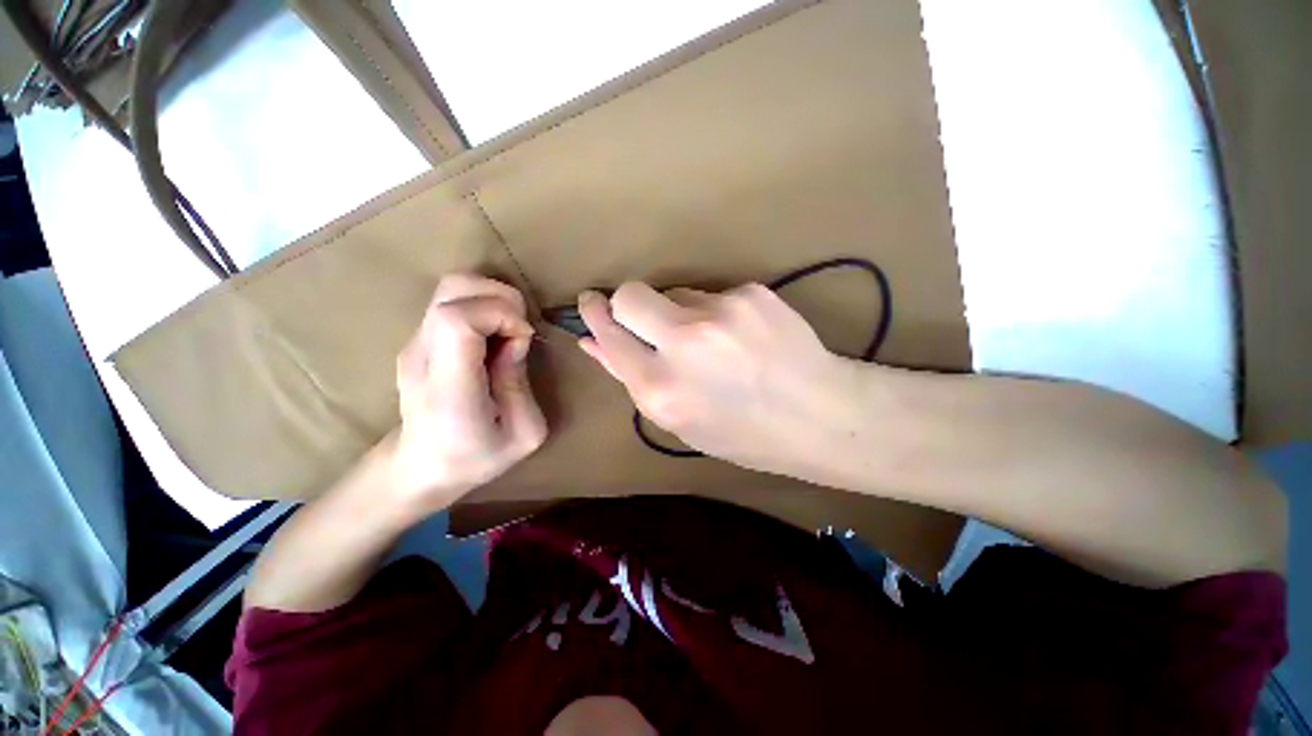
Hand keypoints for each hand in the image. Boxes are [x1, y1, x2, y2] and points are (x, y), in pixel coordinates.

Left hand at [389, 274, 546, 511]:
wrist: (421, 468)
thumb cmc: (475, 458)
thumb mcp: (523, 433)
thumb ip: (520, 382)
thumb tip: (517, 337)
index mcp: (448, 386)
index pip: (457, 319)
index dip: (501, 314)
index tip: (525, 337)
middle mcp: (422, 355)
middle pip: (452, 288)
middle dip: (500, 297)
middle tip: (521, 328)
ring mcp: (415, 343)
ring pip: (451, 286)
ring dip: (491, 296)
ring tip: (510, 329)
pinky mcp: (420, 339)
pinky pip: (452, 301)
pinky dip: (482, 304)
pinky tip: (495, 335)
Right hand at [576, 282, 851, 474]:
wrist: (818, 415)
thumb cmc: (741, 434)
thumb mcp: (678, 421)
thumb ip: (630, 378)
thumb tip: (592, 341)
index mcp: (660, 389)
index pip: (609, 333)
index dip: (596, 314)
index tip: (591, 302)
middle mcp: (684, 344)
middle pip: (630, 295)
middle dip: (627, 303)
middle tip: (647, 321)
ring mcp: (720, 313)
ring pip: (674, 292)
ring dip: (678, 313)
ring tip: (711, 343)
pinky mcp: (750, 293)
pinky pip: (712, 294)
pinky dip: (714, 312)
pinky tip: (739, 337)